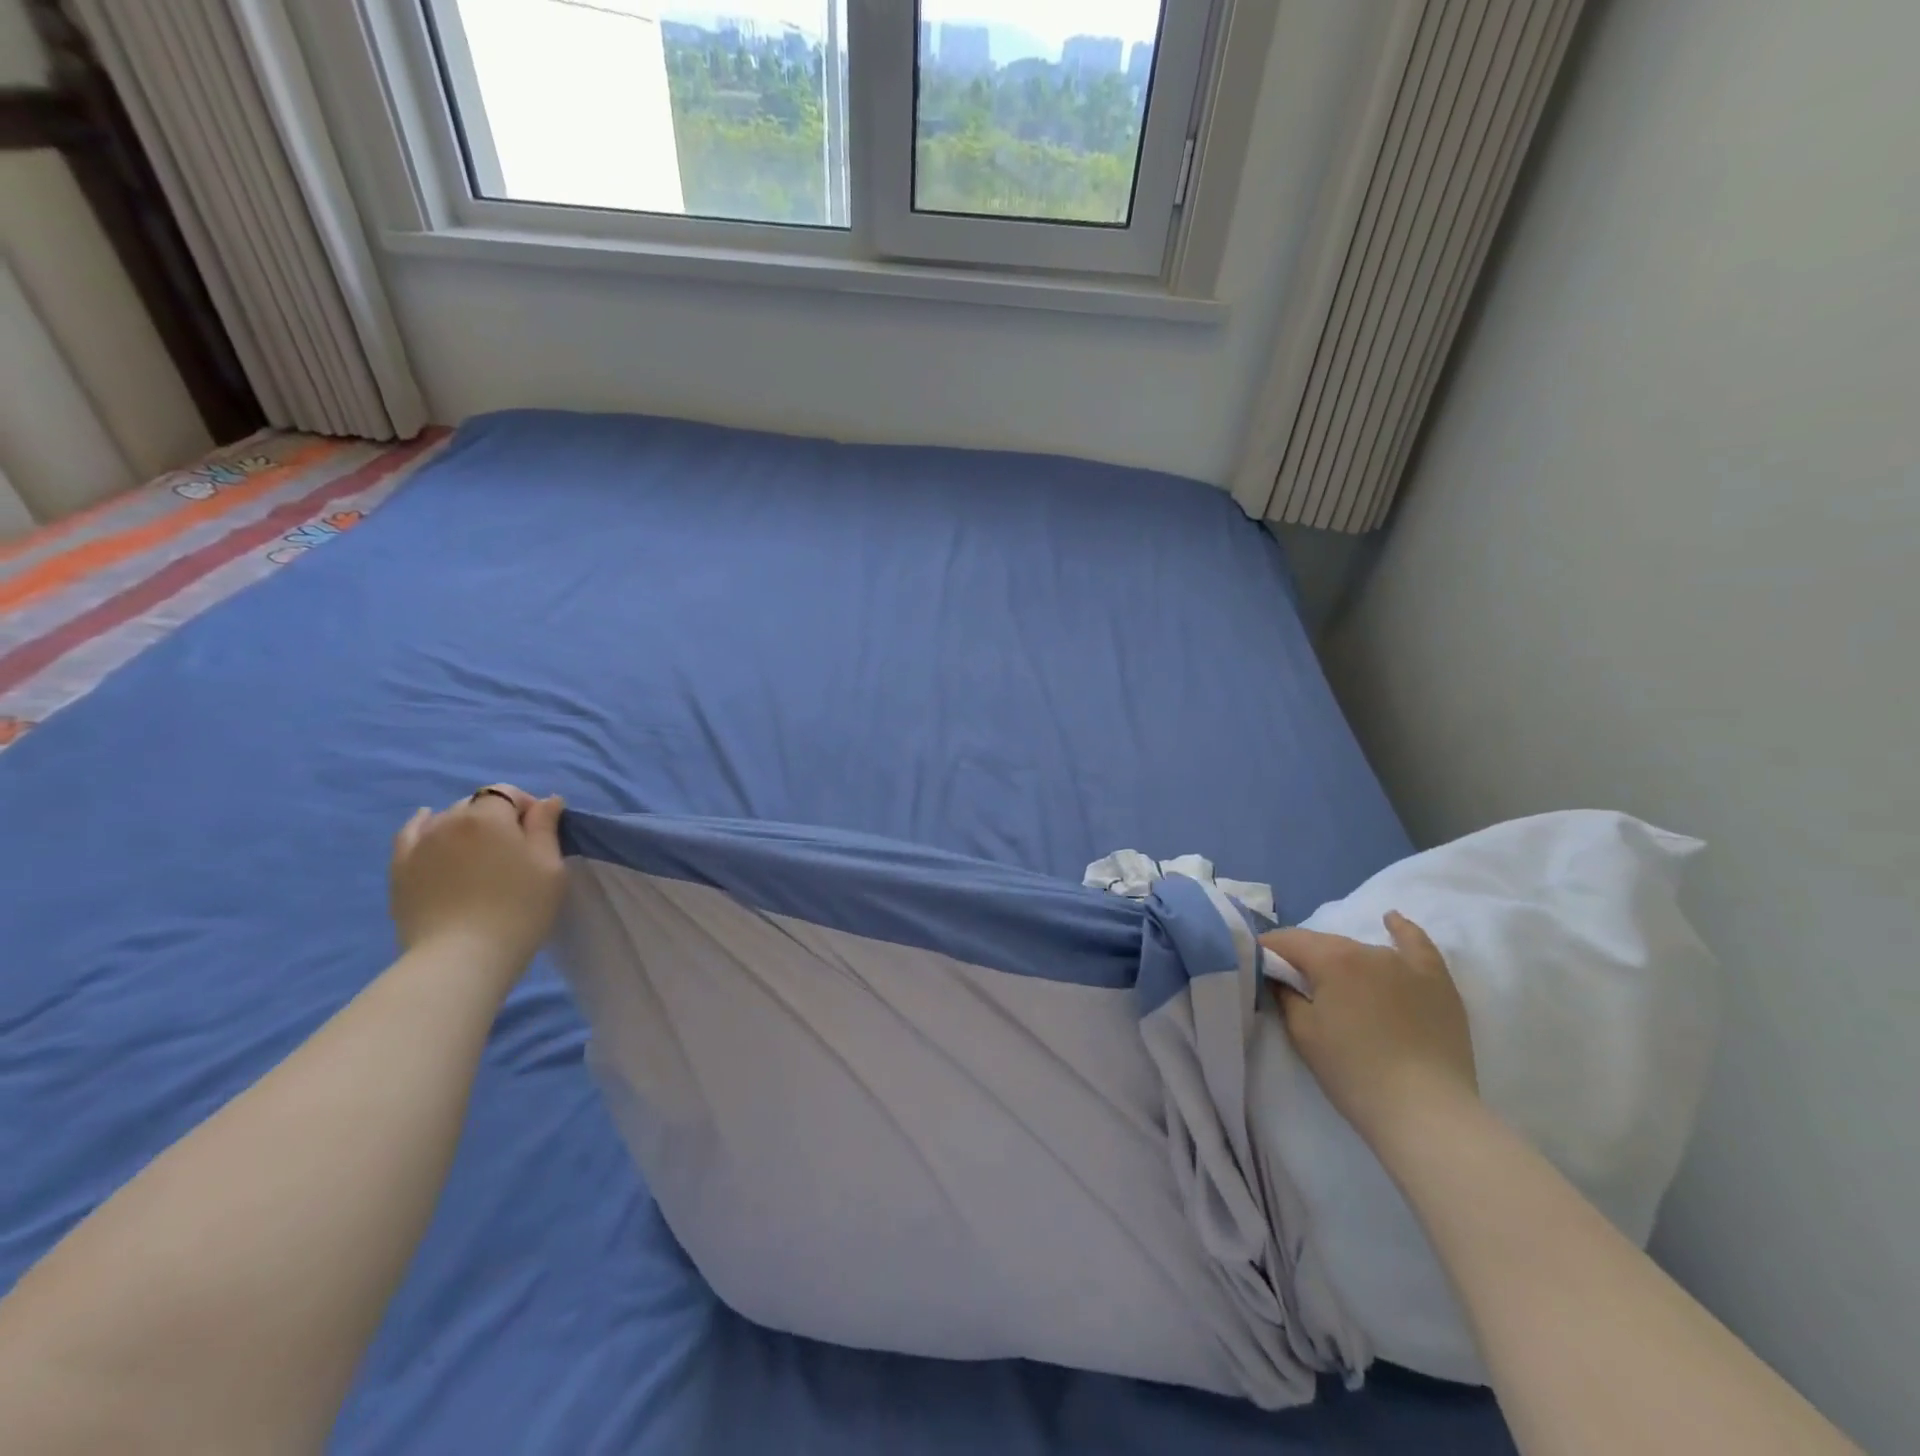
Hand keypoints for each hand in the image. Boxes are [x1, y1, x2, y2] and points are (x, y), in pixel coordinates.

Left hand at [389, 786, 566, 980]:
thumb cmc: (518, 909)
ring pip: (445, 818)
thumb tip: (546, 800)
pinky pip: (411, 834)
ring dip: (465, 825)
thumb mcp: (549, 866)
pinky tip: (429, 826)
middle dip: (497, 816)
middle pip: (476, 805)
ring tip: (479, 852)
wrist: (460, 957)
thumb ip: (546, 827)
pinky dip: (424, 826)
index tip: (540, 834)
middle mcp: (449, 820)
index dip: (527, 808)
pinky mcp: (400, 869)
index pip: (508, 793)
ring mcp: (419, 844)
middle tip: (513, 850)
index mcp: (488, 817)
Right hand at [1261, 912, 1477, 1149]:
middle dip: (1304, 957)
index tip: (1255, 964)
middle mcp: (1367, 950)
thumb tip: (1278, 976)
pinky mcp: (1437, 983)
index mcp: (1331, 959)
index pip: (1287, 941)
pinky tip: (1391, 920)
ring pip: (1362, 951)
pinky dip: (1401, 930)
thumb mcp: (1302, 1033)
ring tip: (1335, 983)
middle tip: (1293, 983)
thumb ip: (1285, 994)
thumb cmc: (1353, 1072)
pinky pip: (1416, 945)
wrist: (1426, 1113)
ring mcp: (1406, 964)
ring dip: (1342, 961)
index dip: (1266, 950)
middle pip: (1324, 944)